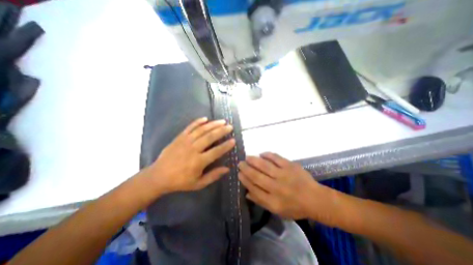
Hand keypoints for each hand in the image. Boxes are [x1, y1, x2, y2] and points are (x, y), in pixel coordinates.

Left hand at [150, 118, 233, 194]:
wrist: (158, 176)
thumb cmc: (180, 181)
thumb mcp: (198, 184)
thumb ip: (213, 176)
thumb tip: (227, 169)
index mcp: (198, 162)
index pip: (216, 151)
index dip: (226, 146)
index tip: (233, 140)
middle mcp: (193, 149)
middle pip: (210, 137)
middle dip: (222, 131)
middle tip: (230, 127)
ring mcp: (185, 141)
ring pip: (202, 130)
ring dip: (213, 124)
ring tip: (222, 121)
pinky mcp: (179, 137)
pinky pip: (190, 127)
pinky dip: (198, 122)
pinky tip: (205, 118)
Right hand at [241, 153, 324, 218]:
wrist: (315, 199)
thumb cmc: (295, 207)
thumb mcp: (277, 211)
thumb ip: (261, 201)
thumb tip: (246, 192)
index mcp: (273, 201)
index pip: (254, 189)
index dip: (245, 180)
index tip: (239, 174)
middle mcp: (276, 188)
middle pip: (256, 176)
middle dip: (246, 169)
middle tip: (240, 163)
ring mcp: (284, 175)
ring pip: (264, 166)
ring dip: (254, 160)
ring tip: (247, 157)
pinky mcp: (290, 166)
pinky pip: (276, 158)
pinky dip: (267, 155)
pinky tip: (261, 153)